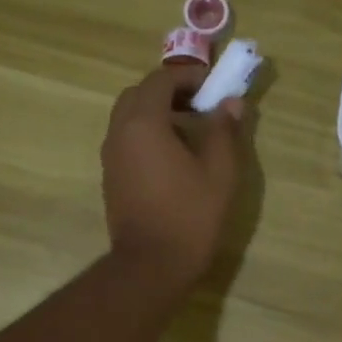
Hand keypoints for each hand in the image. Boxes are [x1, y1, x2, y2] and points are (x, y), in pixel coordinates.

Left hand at [101, 65, 247, 292]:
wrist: (151, 265)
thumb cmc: (189, 215)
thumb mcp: (220, 171)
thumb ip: (224, 131)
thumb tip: (231, 103)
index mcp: (144, 123)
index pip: (160, 79)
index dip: (188, 76)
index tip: (213, 85)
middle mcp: (119, 133)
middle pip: (139, 95)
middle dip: (169, 91)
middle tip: (200, 104)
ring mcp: (111, 156)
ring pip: (129, 117)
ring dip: (157, 113)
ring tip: (191, 130)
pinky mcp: (111, 177)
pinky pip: (127, 140)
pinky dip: (148, 134)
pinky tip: (174, 157)